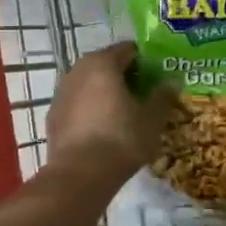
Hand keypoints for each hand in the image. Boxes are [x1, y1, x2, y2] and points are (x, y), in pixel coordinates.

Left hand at [46, 42, 173, 173]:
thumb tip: (172, 82)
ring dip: (105, 91)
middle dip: (125, 75)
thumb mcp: (152, 119)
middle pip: (106, 64)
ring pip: (89, 83)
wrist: (79, 175)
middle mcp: (78, 69)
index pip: (128, 50)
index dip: (146, 61)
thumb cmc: (121, 139)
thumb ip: (163, 96)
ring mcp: (61, 91)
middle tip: (144, 94)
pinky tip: (102, 127)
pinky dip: (90, 108)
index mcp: (103, 63)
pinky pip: (77, 102)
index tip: (158, 76)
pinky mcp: (53, 114)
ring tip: (124, 111)